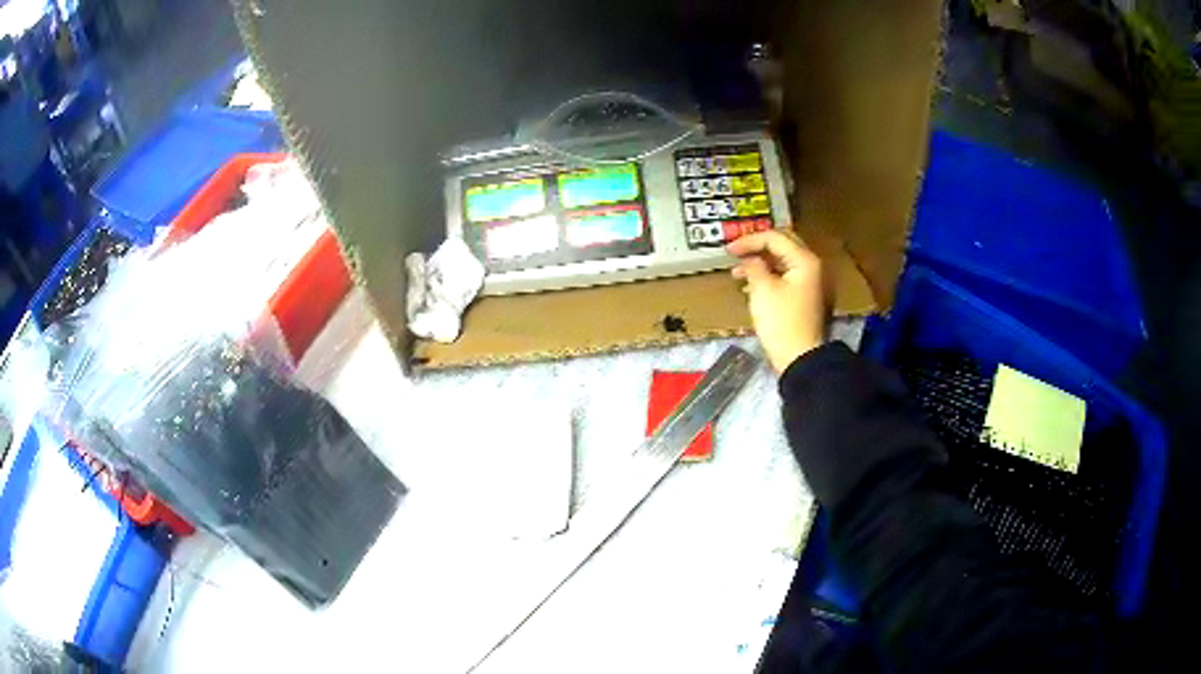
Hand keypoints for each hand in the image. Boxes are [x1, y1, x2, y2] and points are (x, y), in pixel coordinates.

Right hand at [727, 230, 827, 373]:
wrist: (800, 358)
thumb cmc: (781, 322)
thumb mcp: (762, 290)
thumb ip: (754, 266)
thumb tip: (750, 258)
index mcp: (804, 260)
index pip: (774, 237)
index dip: (749, 240)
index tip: (728, 250)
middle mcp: (812, 266)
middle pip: (783, 244)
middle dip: (757, 246)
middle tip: (736, 251)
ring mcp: (811, 282)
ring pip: (783, 261)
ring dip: (761, 262)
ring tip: (738, 271)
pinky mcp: (806, 297)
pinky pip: (786, 276)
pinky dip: (769, 276)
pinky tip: (751, 285)